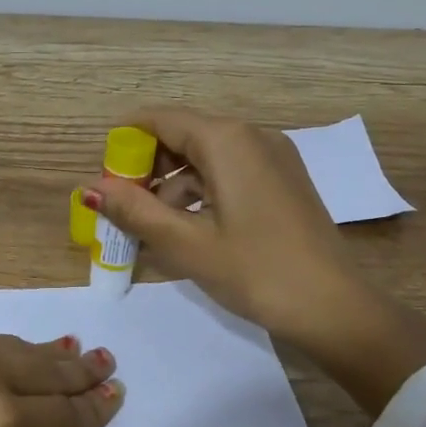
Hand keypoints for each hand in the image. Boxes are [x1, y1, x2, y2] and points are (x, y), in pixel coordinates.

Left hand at [0, 330, 120, 426]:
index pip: (66, 413)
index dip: (95, 408)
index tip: (116, 399)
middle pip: (51, 370)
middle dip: (84, 373)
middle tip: (110, 366)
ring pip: (22, 347)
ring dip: (53, 355)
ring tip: (78, 354)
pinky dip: (14, 346)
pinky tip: (21, 351)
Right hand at [85, 107, 425, 414]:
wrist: (334, 307)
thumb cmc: (255, 271)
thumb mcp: (186, 244)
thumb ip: (134, 211)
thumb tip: (90, 189)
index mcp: (227, 140)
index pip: (160, 119)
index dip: (124, 143)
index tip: (102, 175)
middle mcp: (252, 136)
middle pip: (184, 134)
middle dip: (147, 166)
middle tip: (121, 206)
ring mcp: (273, 157)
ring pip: (206, 157)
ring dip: (172, 184)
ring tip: (149, 227)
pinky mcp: (283, 181)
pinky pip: (230, 172)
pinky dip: (201, 192)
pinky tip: (187, 229)